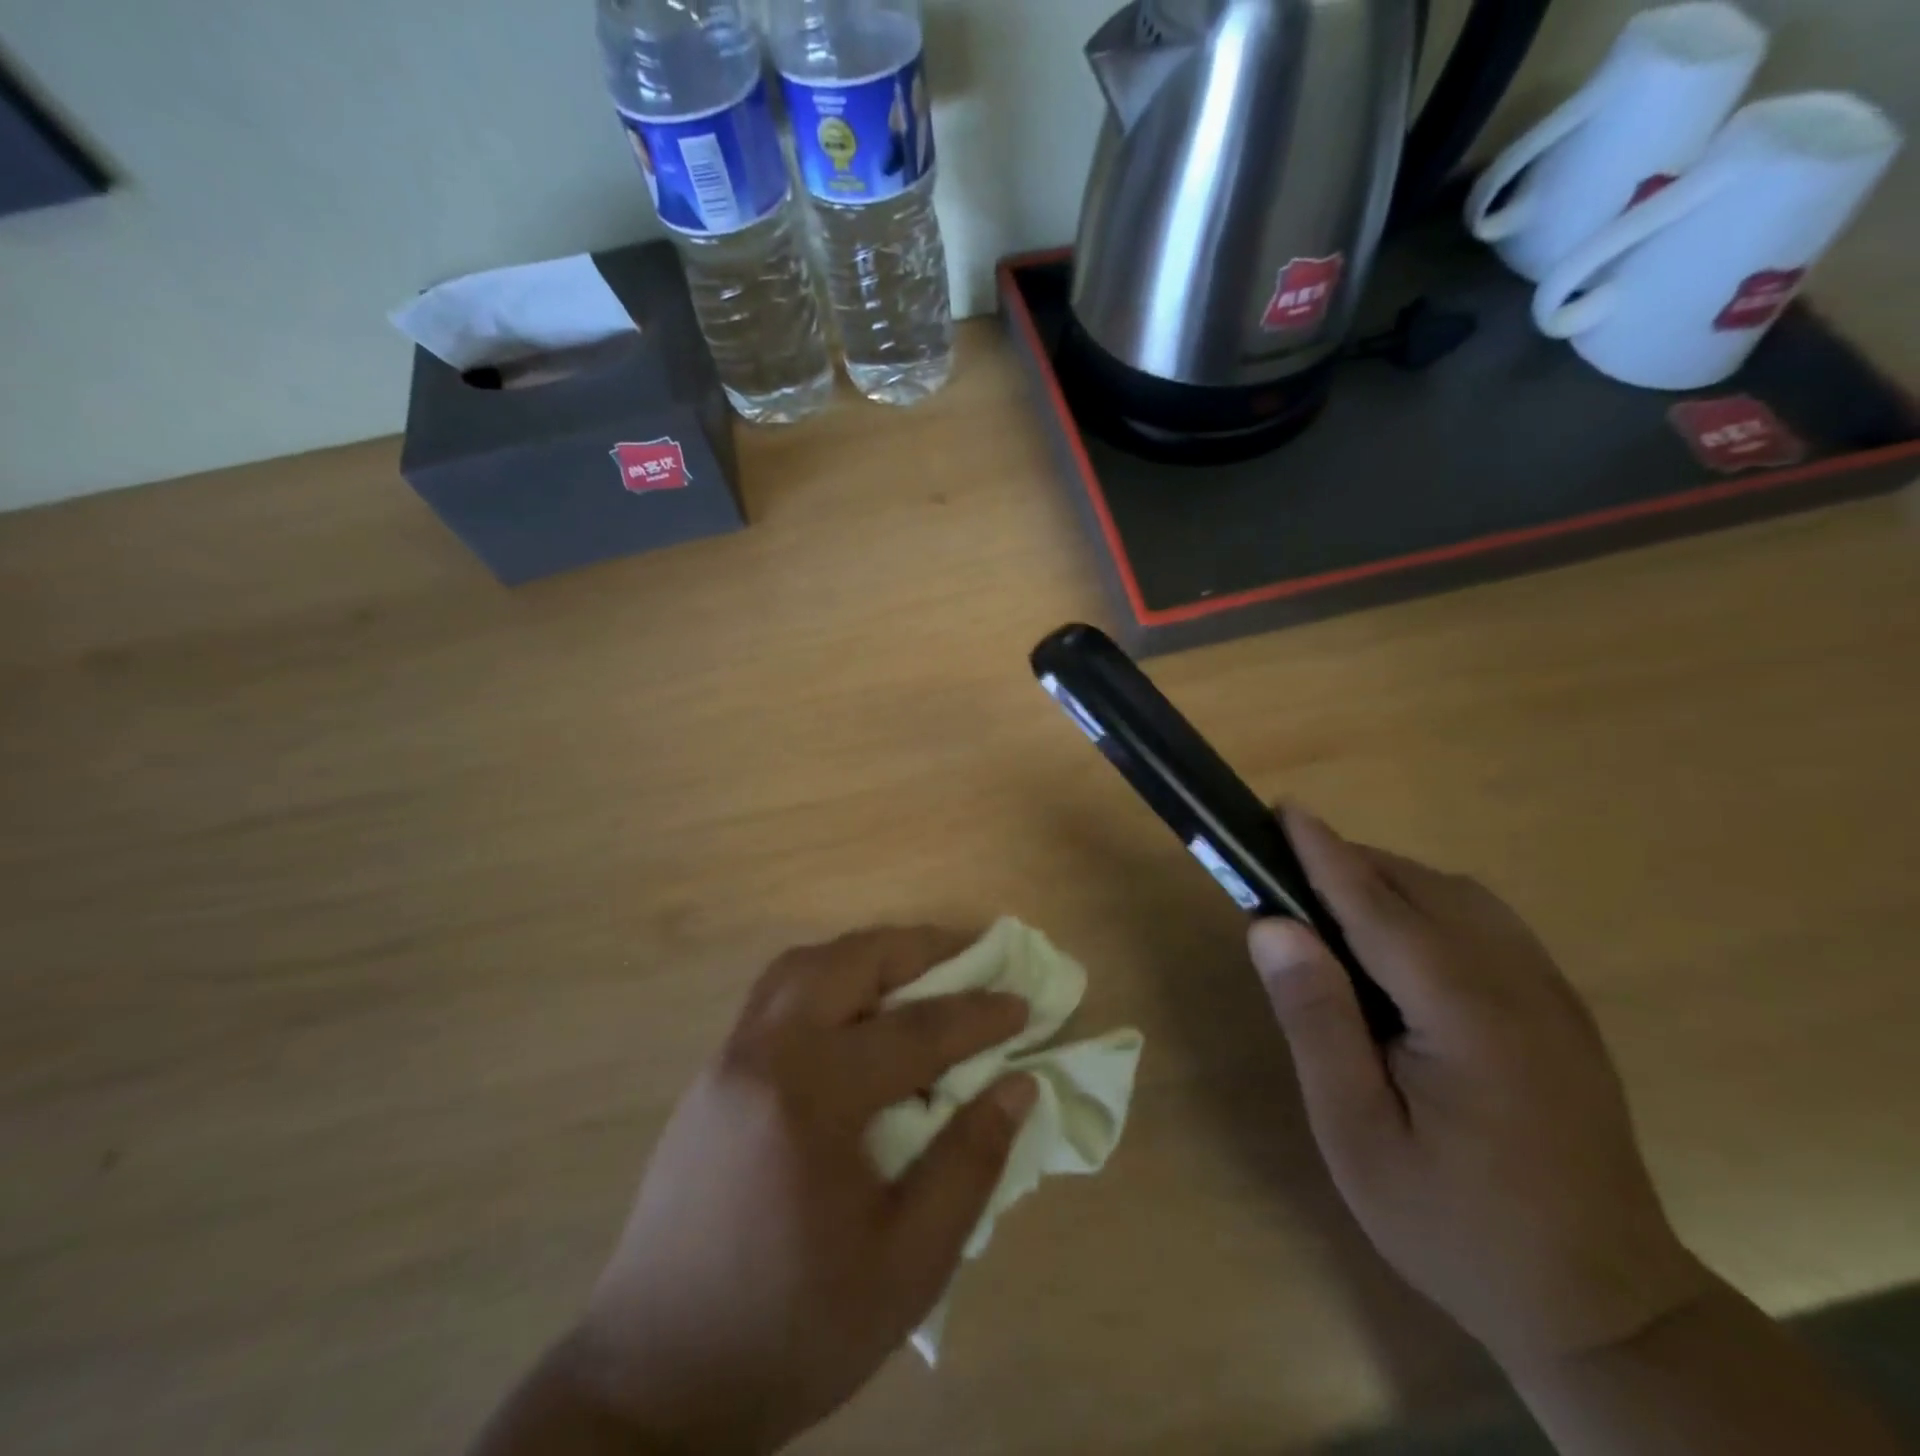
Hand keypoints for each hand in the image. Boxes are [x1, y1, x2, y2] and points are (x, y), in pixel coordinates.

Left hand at [568, 928, 1036, 1453]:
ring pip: (803, 966)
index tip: (1021, 1004)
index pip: (913, 1032)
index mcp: (810, 1099)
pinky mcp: (710, 1076)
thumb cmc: (793, 1329)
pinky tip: (852, 1018)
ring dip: (864, 957)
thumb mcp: (907, 1265)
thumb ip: (968, 1164)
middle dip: (916, 950)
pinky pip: (774, 995)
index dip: (976, 1015)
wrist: (657, 1380)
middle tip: (968, 959)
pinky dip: (825, 980)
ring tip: (913, 976)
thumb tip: (1018, 1086)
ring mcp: (727, 1059)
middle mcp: (763, 1055)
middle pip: (848, 962)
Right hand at [1248, 809, 1710, 1370]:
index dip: (1325, 854)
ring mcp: (1551, 994)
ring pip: (1461, 897)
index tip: (1284, 810)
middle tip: (1284, 876)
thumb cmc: (1454, 1222)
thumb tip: (1272, 926)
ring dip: (1391, 882)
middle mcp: (1518, 983)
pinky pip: (1488, 923)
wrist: (1602, 1307)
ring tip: (1332, 907)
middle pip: (1423, 889)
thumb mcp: (1356, 1132)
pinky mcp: (1562, 1010)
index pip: (1379, 905)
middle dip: (1351, 864)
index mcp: (1465, 1012)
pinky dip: (1430, 905)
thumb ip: (1316, 1019)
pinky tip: (1401, 944)